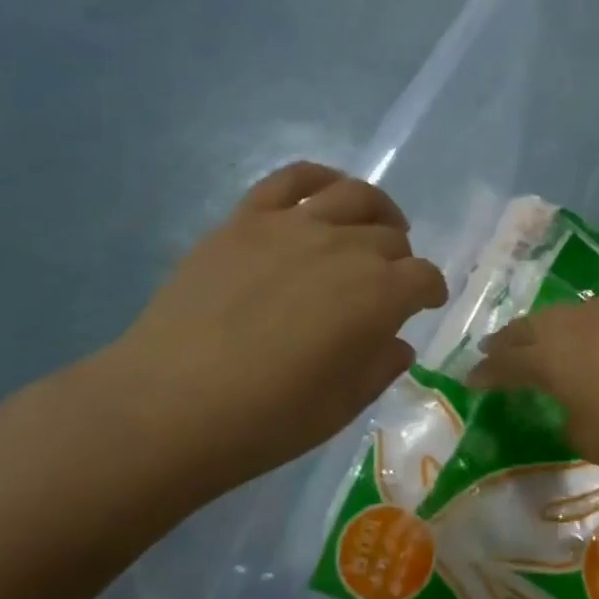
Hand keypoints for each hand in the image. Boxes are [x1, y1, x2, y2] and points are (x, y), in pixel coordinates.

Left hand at [83, 162, 447, 498]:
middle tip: (387, 283)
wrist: (167, 406)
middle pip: (391, 237)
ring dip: (377, 210)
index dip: (430, 290)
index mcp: (379, 295)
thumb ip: (380, 366)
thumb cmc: (265, 420)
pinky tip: (326, 193)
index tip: (426, 304)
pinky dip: (320, 179)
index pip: (423, 277)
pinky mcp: (245, 219)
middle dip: (400, 261)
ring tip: (373, 227)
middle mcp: (346, 248)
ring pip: (355, 195)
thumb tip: (396, 342)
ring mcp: (293, 226)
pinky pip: (292, 179)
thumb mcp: (342, 407)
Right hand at [469, 297, 598, 473]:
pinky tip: (579, 330)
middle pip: (525, 329)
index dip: (486, 373)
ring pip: (555, 314)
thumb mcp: (586, 439)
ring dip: (537, 327)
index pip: (505, 364)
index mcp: (548, 360)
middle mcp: (567, 328)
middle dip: (505, 342)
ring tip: (532, 336)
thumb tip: (570, 408)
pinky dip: (572, 322)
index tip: (471, 380)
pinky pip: (587, 312)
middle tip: (491, 351)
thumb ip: (567, 419)